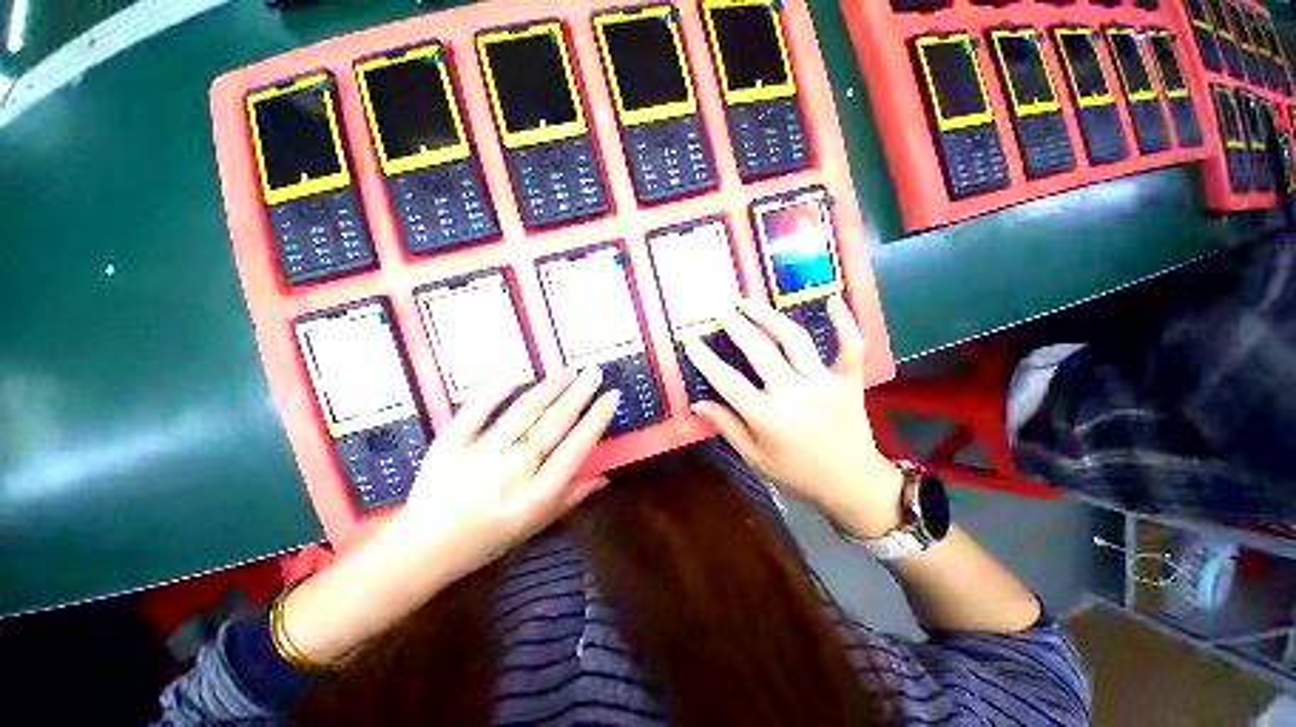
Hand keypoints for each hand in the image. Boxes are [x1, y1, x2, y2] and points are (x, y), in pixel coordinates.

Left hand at [282, 369, 618, 663]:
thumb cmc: (486, 541)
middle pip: (552, 425)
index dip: (596, 420)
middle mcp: (511, 472)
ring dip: (548, 388)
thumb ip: (571, 498)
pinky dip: (494, 392)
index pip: (575, 449)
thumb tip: (606, 477)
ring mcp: (478, 456)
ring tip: (567, 369)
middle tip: (594, 371)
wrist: (421, 550)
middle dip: (578, 394)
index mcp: (535, 496)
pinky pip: (475, 412)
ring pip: (522, 414)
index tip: (612, 396)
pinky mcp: (449, 445)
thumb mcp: (534, 527)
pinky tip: (515, 376)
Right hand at [684, 297, 904, 538]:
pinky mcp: (850, 382)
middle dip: (736, 327)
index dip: (705, 359)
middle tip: (721, 312)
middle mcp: (794, 394)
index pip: (727, 381)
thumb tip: (698, 404)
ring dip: (769, 317)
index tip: (690, 340)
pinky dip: (844, 322)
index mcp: (768, 418)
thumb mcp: (755, 458)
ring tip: (749, 303)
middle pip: (760, 351)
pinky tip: (832, 300)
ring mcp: (824, 384)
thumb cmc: (797, 474)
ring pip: (795, 340)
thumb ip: (726, 427)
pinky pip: (850, 347)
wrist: (852, 485)